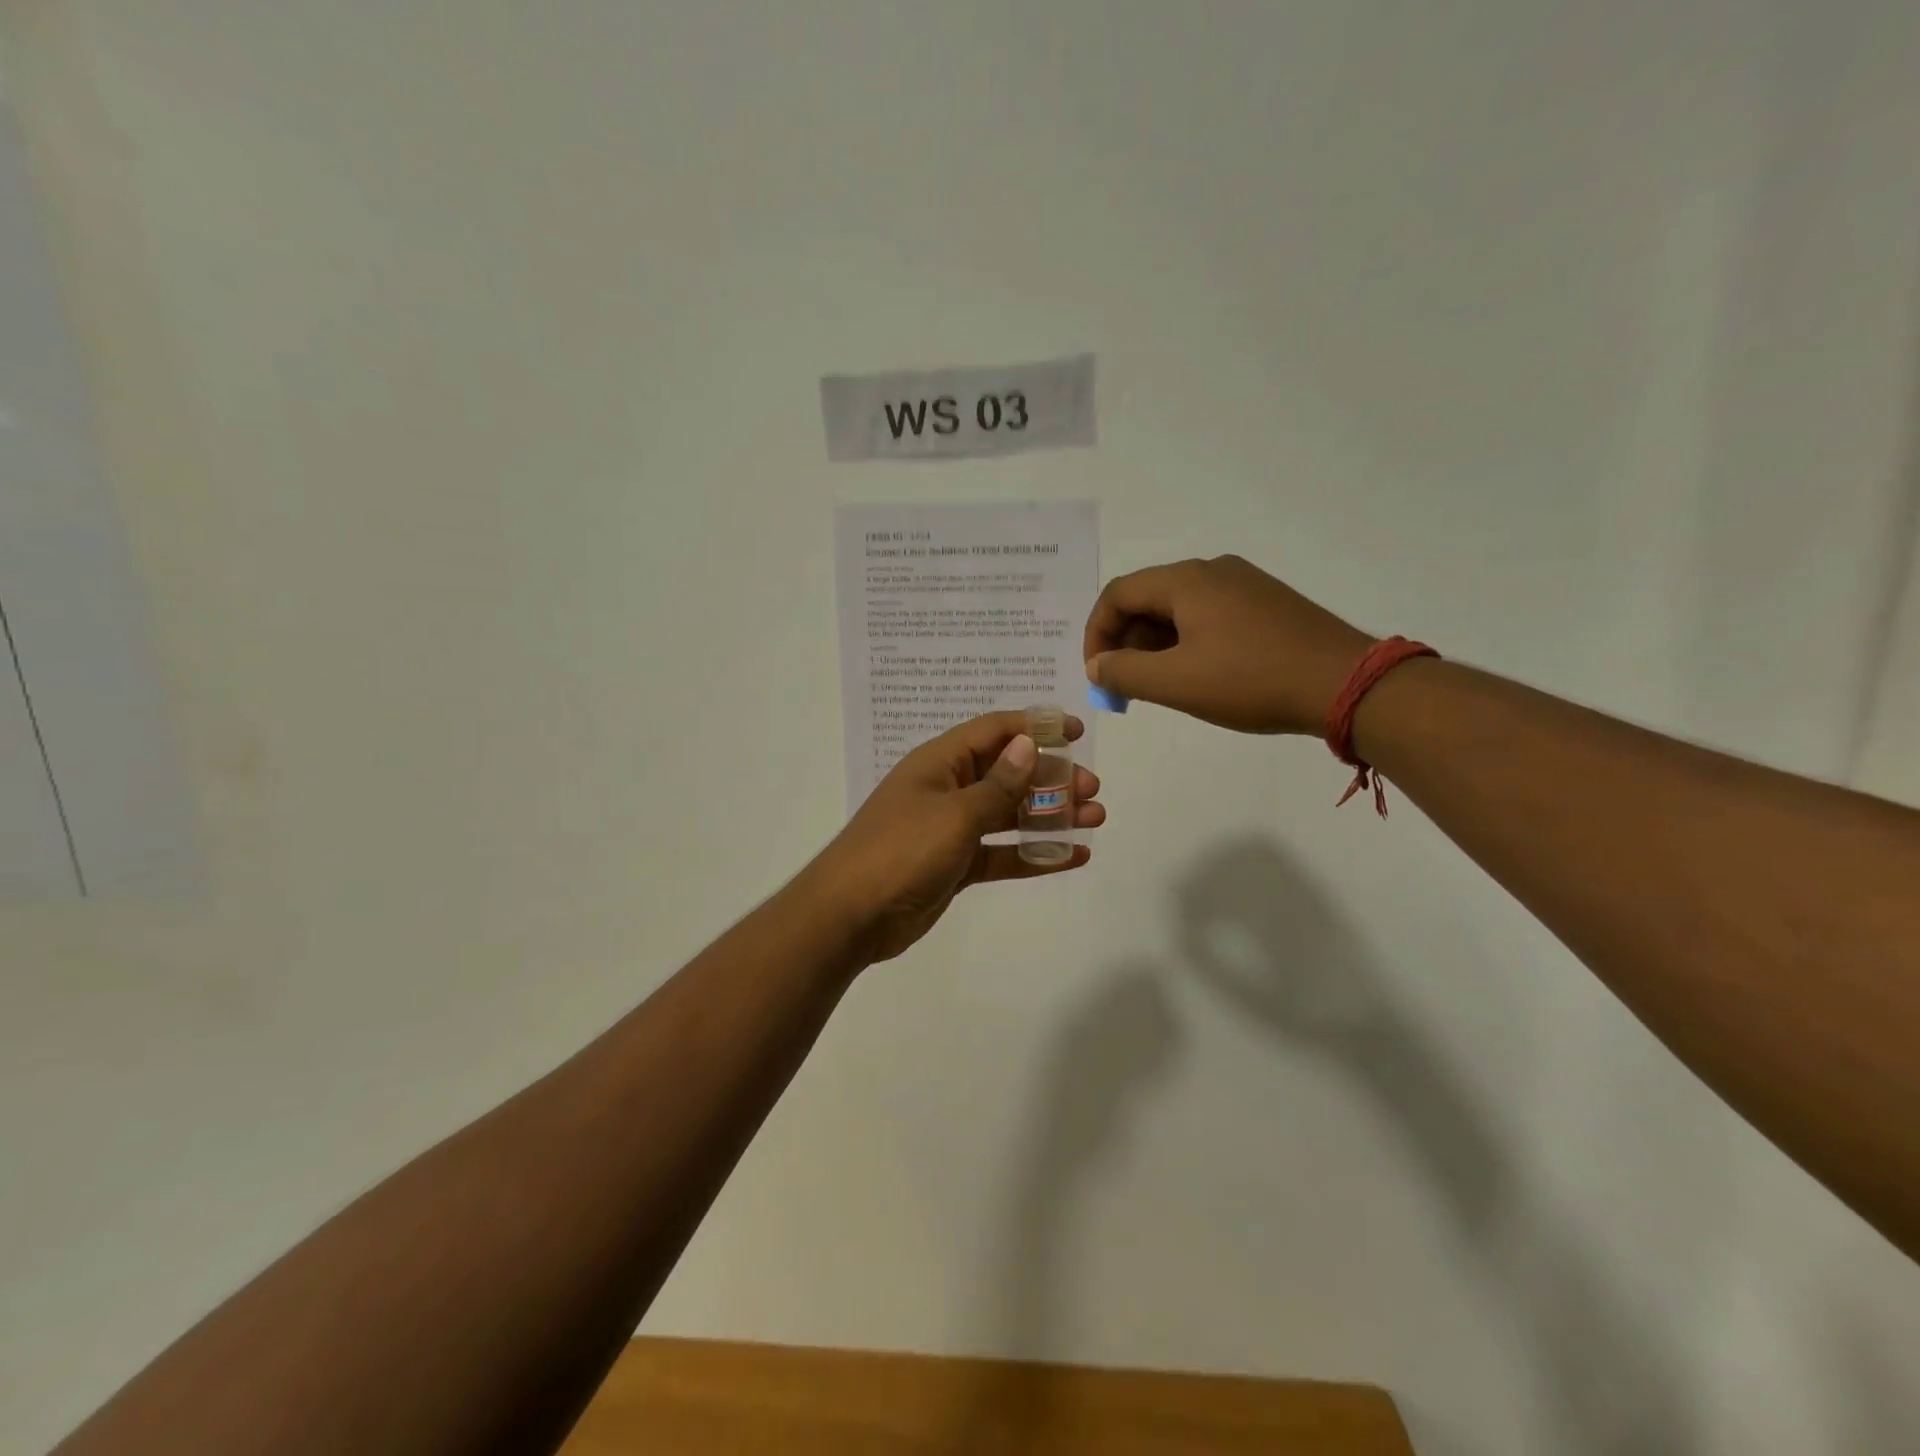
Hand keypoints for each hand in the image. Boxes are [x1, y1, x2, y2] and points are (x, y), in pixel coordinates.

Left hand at [810, 712, 1105, 963]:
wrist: (851, 916)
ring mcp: (952, 829)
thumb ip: (997, 784)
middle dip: (1051, 777)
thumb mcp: (954, 814)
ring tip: (1094, 818)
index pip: (994, 731)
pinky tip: (1072, 856)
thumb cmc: (901, 851)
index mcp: (940, 763)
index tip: (1076, 732)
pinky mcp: (956, 865)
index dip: (1035, 727)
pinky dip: (1034, 854)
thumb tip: (1027, 744)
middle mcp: (948, 789)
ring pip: (1009, 814)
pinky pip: (1002, 853)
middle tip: (1092, 788)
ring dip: (1050, 815)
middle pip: (1008, 773)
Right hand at [1084, 556, 1371, 734]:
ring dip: (1155, 647)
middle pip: (1147, 600)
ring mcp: (1244, 585)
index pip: (1117, 594)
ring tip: (1159, 688)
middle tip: (1125, 689)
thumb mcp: (1176, 682)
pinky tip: (1199, 677)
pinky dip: (1187, 644)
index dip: (1097, 634)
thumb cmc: (1251, 680)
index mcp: (1185, 580)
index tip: (1097, 675)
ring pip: (1178, 610)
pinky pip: (1209, 617)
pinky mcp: (1266, 604)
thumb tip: (1097, 665)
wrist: (1345, 683)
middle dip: (1126, 644)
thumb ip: (1124, 672)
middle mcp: (1212, 571)